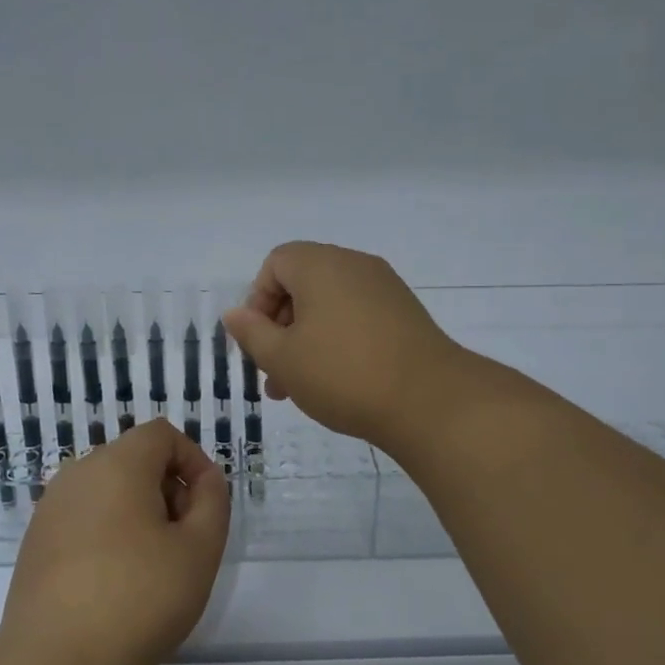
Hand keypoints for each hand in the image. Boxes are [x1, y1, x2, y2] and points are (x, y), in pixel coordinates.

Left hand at [1, 420, 230, 664]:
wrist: (57, 662)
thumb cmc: (141, 597)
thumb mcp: (200, 548)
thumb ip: (213, 501)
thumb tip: (204, 481)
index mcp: (116, 464)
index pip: (161, 435)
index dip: (193, 460)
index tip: (206, 505)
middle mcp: (76, 475)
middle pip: (133, 460)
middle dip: (167, 488)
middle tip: (185, 540)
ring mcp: (49, 509)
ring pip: (107, 491)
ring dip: (138, 512)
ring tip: (153, 565)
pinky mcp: (34, 543)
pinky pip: (82, 519)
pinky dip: (107, 533)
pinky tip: (115, 582)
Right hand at [221, 241, 469, 448]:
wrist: (429, 400)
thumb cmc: (343, 374)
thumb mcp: (283, 358)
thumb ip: (252, 332)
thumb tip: (235, 313)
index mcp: (321, 265)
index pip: (276, 264)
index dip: (258, 300)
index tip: (259, 341)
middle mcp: (354, 265)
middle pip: (303, 284)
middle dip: (280, 327)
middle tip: (273, 373)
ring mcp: (385, 288)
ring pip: (329, 306)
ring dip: (306, 340)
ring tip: (299, 389)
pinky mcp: (405, 314)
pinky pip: (357, 317)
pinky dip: (338, 341)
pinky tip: (337, 382)